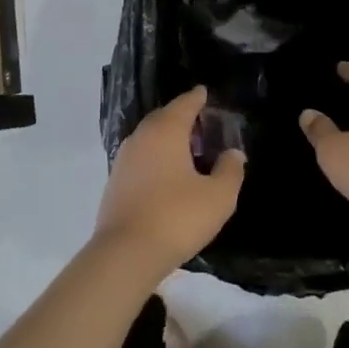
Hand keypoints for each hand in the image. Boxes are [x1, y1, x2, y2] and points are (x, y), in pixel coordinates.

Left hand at [95, 86, 244, 281]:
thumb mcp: (218, 196)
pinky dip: (156, 158)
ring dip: (168, 139)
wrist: (126, 254)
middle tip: (202, 124)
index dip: (197, 98)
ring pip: (150, 138)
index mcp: (166, 131)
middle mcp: (141, 137)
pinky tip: (168, 175)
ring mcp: (124, 159)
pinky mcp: (115, 182)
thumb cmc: (177, 217)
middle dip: (182, 117)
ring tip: (188, 151)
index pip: (184, 104)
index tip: (206, 93)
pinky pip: (141, 158)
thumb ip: (230, 170)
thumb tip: (233, 153)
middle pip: (164, 117)